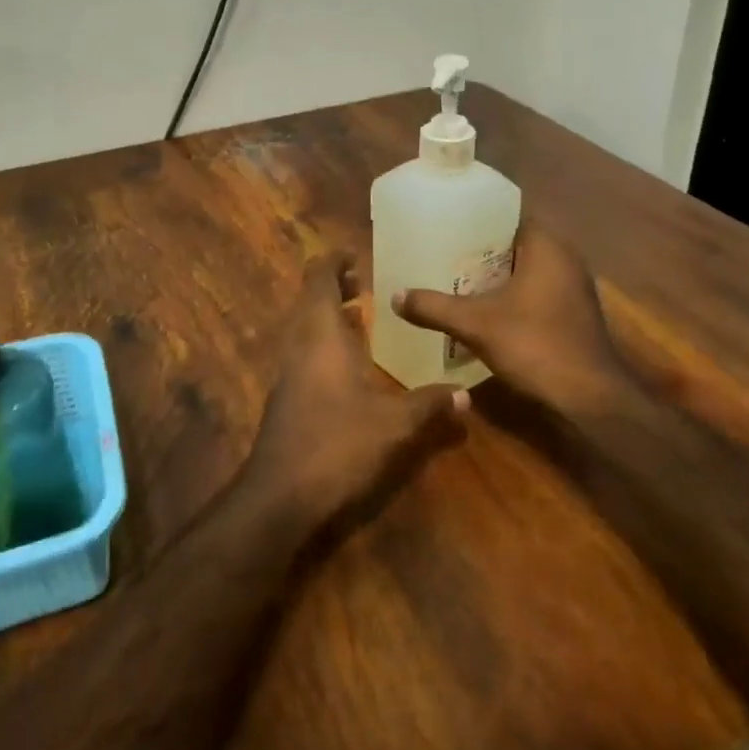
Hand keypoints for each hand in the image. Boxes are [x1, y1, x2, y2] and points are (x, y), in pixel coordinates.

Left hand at [245, 253, 467, 539]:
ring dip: (330, 317)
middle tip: (367, 282)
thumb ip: (429, 405)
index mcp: (321, 337)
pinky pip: (306, 355)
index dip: (334, 261)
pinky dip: (326, 345)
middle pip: (310, 302)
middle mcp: (299, 347)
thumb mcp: (394, 425)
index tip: (357, 253)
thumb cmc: (337, 445)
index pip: (319, 281)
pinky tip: (352, 364)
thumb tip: (466, 394)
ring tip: (365, 315)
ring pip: (306, 330)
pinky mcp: (287, 399)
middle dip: (335, 287)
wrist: (281, 496)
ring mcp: (289, 374)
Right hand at [393, 224, 627, 415]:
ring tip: (455, 282)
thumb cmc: (535, 346)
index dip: (476, 221)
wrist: (589, 398)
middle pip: (514, 244)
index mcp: (547, 247)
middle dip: (479, 252)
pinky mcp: (574, 313)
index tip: (445, 228)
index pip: (508, 217)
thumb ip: (434, 307)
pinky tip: (484, 311)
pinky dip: (511, 297)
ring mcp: (573, 288)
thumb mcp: (475, 325)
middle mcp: (565, 259)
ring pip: (525, 271)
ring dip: (495, 277)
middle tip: (442, 256)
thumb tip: (395, 296)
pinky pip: (535, 292)